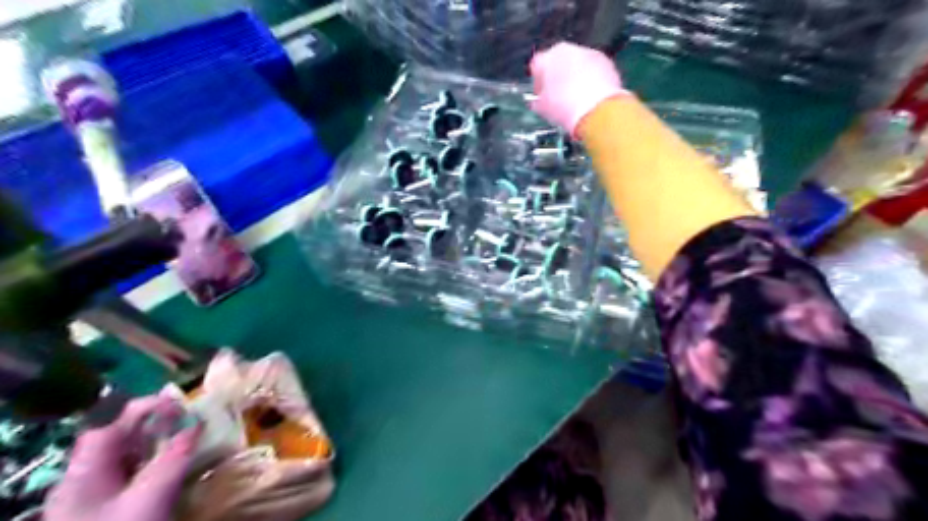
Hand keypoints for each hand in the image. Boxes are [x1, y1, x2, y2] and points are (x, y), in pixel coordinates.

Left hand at [44, 394, 200, 520]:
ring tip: (185, 436)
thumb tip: (196, 423)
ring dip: (155, 441)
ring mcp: (92, 495)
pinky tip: (171, 465)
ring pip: (125, 455)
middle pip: (118, 437)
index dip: (146, 406)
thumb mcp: (153, 494)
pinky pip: (130, 473)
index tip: (180, 402)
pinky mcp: (104, 509)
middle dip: (154, 422)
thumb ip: (174, 455)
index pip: (112, 423)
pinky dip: (153, 461)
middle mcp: (84, 477)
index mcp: (86, 470)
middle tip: (187, 417)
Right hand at [528, 41, 630, 133]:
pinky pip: (594, 71)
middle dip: (557, 77)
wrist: (596, 111)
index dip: (538, 81)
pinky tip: (588, 98)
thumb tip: (539, 101)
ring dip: (575, 78)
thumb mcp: (542, 107)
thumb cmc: (565, 107)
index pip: (537, 65)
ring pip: (578, 65)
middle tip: (556, 96)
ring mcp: (591, 54)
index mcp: (549, 56)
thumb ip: (538, 99)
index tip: (540, 94)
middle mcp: (570, 49)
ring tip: (574, 99)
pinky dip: (591, 81)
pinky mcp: (607, 64)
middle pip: (559, 61)